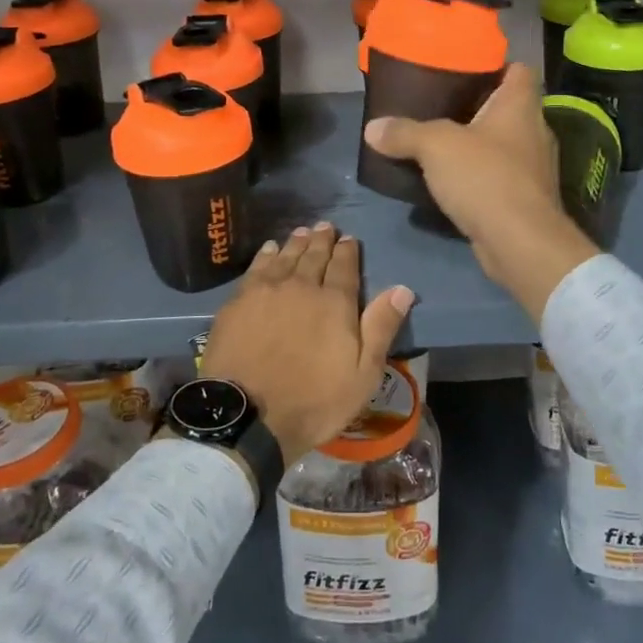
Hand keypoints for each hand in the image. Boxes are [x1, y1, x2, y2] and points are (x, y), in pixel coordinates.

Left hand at [199, 223, 413, 464]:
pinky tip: (270, 249)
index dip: (347, 251)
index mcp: (335, 303)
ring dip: (297, 243)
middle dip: (322, 240)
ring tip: (302, 231)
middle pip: (314, 256)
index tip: (349, 239)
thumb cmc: (314, 400)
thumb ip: (381, 327)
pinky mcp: (239, 301)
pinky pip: (257, 267)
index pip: (344, 267)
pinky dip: (267, 255)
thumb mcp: (363, 373)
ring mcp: (267, 291)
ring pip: (286, 257)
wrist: (248, 416)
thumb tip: (403, 289)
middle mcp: (302, 286)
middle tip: (326, 226)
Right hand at [363, 63, 598, 321]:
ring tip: (440, 143)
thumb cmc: (485, 177)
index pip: (519, 70)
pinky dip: (479, 176)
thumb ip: (404, 132)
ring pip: (503, 144)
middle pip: (507, 107)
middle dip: (477, 107)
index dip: (495, 65)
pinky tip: (451, 182)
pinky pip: (499, 177)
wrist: (520, 243)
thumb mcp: (435, 146)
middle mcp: (534, 131)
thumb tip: (372, 128)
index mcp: (520, 105)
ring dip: (477, 145)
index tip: (464, 69)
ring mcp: (533, 168)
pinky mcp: (525, 199)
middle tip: (439, 105)